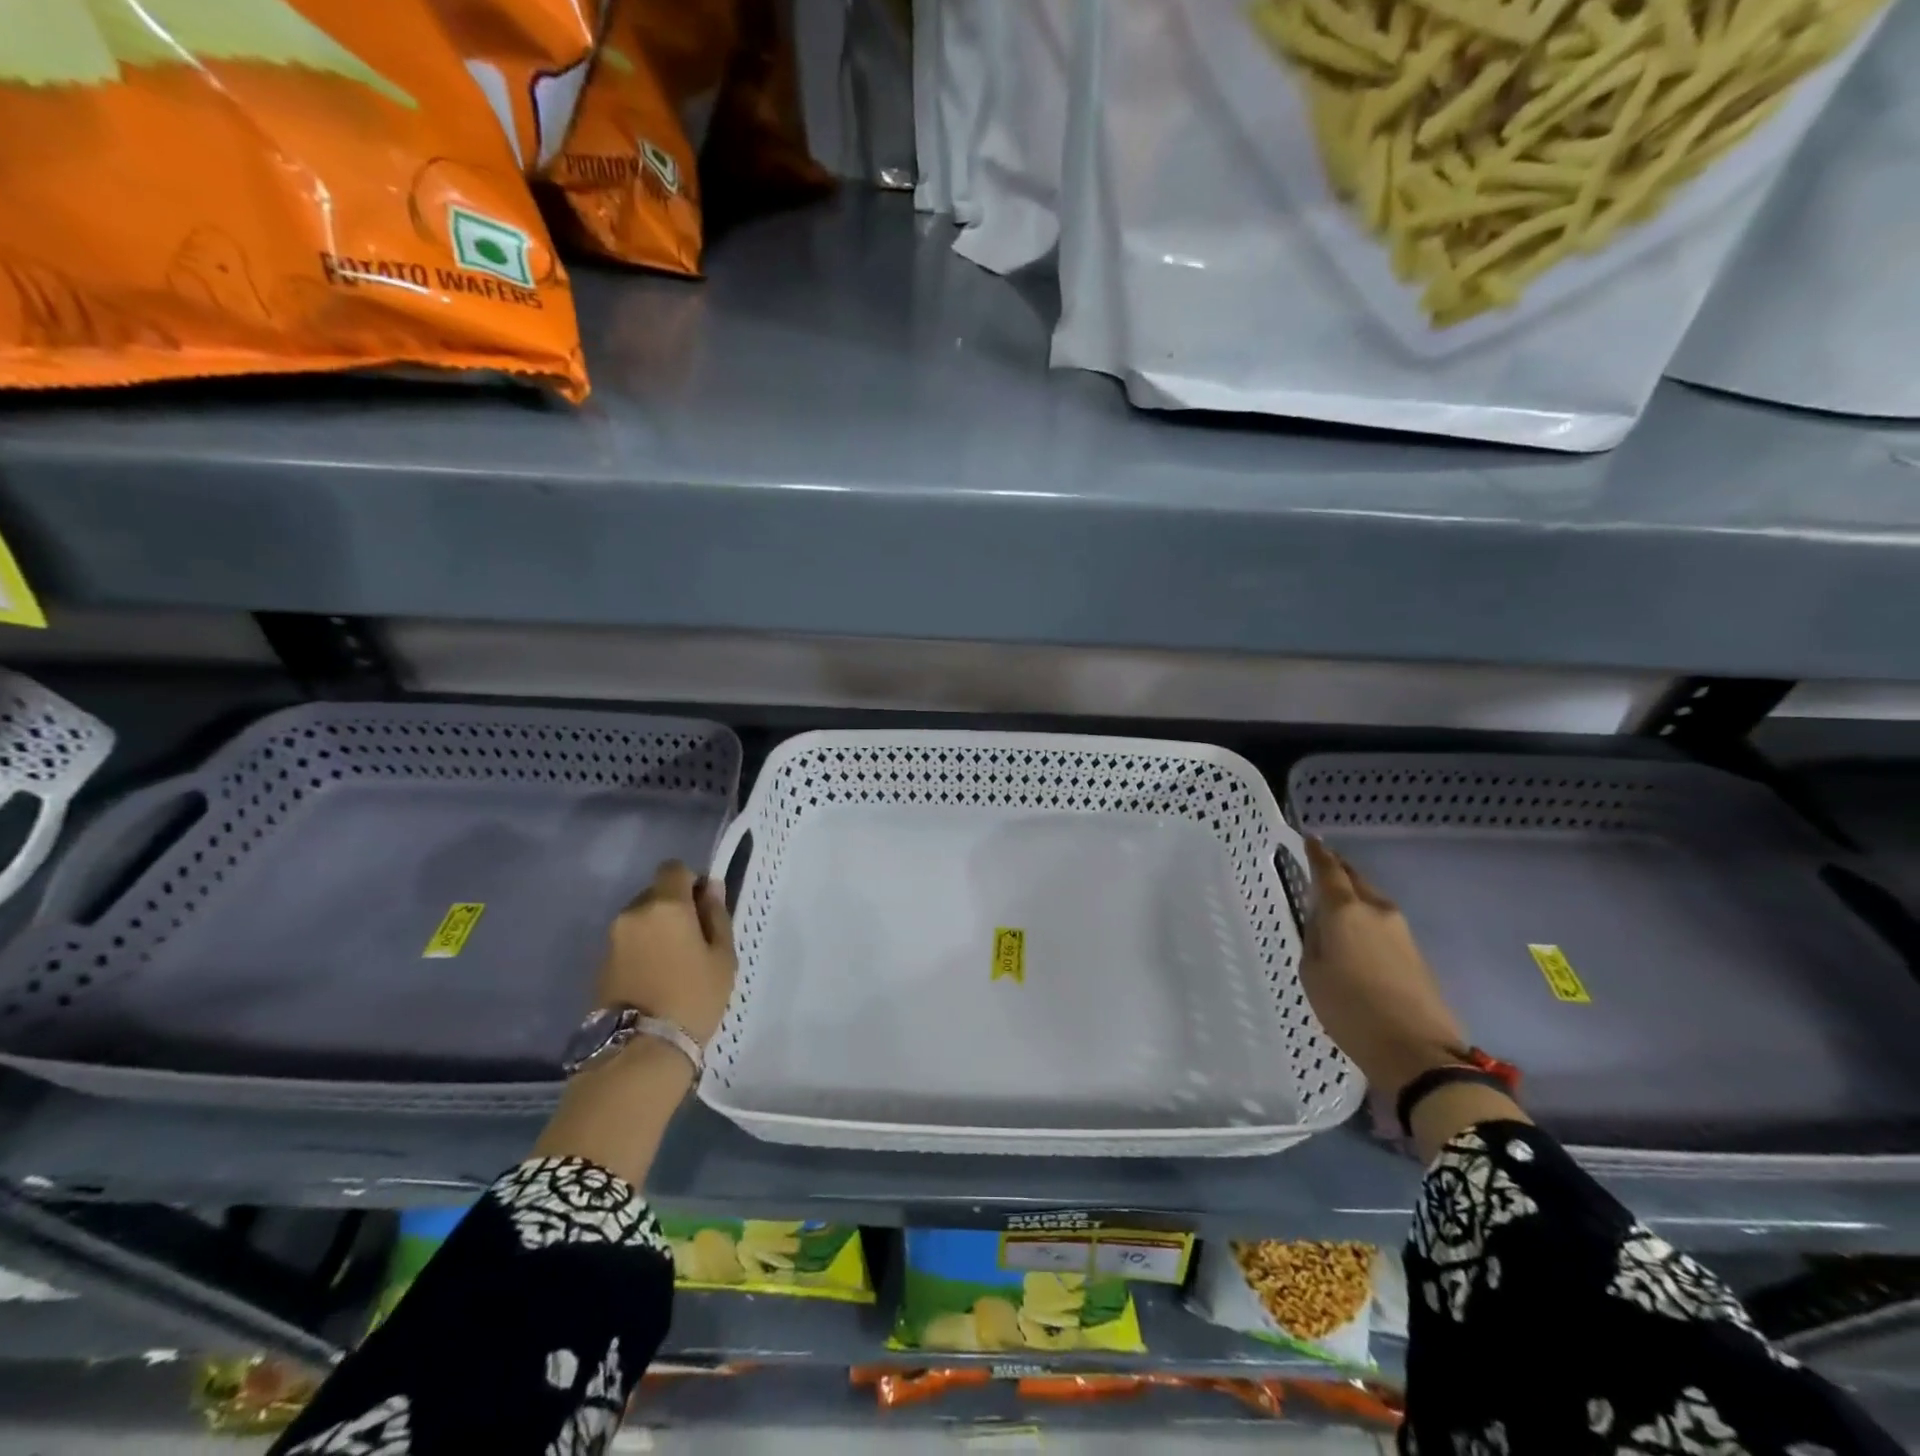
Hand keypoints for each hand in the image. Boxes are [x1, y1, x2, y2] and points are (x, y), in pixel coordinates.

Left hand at [597, 860, 736, 1043]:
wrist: (640, 1051)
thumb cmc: (694, 998)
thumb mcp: (722, 956)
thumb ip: (716, 916)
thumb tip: (710, 888)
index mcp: (666, 905)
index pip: (674, 868)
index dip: (691, 881)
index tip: (704, 907)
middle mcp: (632, 913)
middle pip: (655, 893)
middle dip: (673, 907)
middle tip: (693, 940)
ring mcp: (611, 939)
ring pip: (639, 919)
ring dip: (656, 930)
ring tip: (673, 964)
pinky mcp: (599, 964)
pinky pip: (627, 943)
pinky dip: (641, 951)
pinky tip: (654, 979)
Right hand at [1299, 837, 1468, 1101]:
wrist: (1417, 1051)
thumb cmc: (1350, 1010)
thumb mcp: (1312, 973)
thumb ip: (1314, 939)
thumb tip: (1322, 923)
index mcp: (1345, 911)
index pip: (1328, 870)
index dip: (1317, 853)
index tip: (1309, 838)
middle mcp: (1376, 911)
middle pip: (1355, 879)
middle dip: (1338, 869)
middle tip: (1321, 863)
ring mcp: (1401, 931)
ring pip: (1371, 900)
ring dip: (1353, 895)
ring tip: (1334, 901)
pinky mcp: (1416, 953)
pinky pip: (1383, 923)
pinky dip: (1365, 918)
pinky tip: (1355, 933)